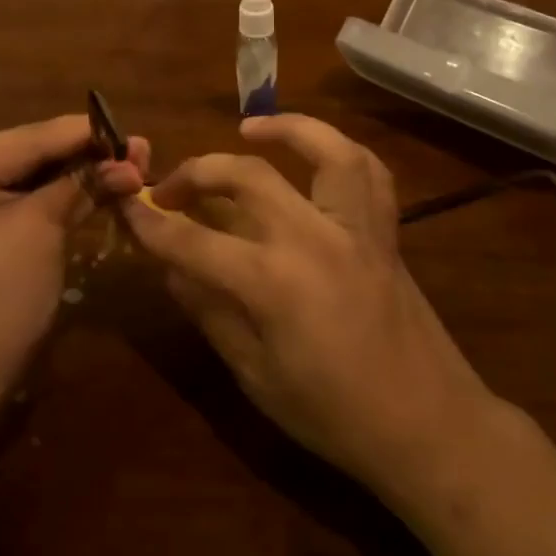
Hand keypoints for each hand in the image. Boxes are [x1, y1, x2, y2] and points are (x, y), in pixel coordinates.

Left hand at [0, 116, 148, 399]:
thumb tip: (130, 162)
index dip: (83, 134)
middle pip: (24, 156)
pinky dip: (56, 199)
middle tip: (139, 151)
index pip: (24, 139)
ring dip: (75, 176)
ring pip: (25, 180)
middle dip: (83, 156)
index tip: (132, 132)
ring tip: (128, 166)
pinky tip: (96, 189)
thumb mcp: (37, 233)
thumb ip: (80, 186)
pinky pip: (17, 204)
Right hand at [121, 114, 493, 495]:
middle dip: (196, 172)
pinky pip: (369, 172)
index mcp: (273, 283)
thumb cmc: (335, 415)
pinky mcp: (384, 232)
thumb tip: (174, 268)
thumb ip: (212, 314)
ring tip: (248, 129)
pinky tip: (314, 153)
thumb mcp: (256, 376)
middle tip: (170, 188)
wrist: (428, 426)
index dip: (153, 224)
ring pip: (322, 150)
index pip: (193, 240)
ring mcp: (354, 228)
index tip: (127, 208)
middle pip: (245, 176)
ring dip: (283, 129)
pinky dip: (339, 150)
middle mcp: (313, 238)